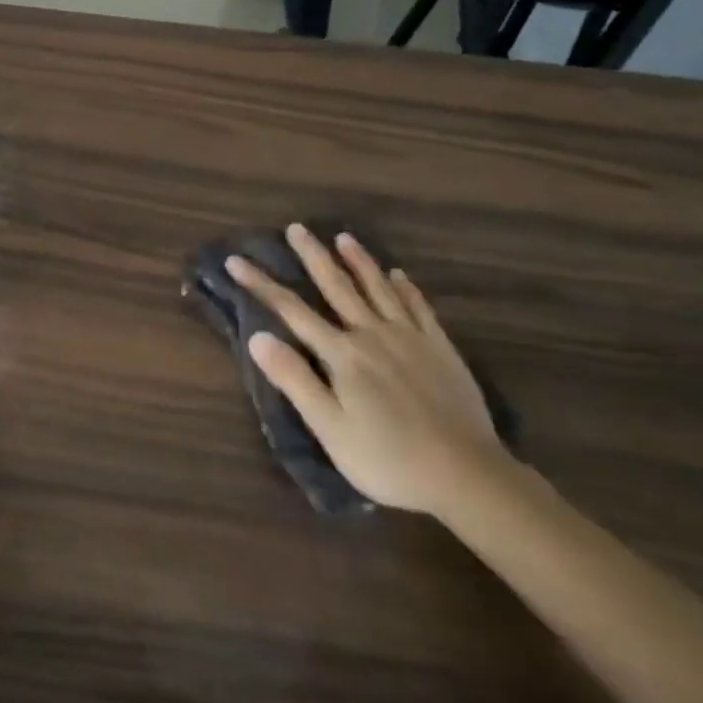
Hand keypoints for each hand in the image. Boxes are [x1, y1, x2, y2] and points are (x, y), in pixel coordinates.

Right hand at [227, 227, 506, 517]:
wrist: (466, 475)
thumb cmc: (387, 459)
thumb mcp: (330, 428)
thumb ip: (294, 379)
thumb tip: (257, 336)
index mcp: (342, 354)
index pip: (291, 310)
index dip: (260, 284)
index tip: (236, 261)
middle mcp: (372, 334)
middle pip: (337, 287)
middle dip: (312, 256)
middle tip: (296, 228)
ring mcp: (410, 339)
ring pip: (378, 289)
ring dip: (359, 261)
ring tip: (344, 237)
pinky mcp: (441, 350)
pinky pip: (420, 309)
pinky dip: (406, 289)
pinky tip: (399, 276)